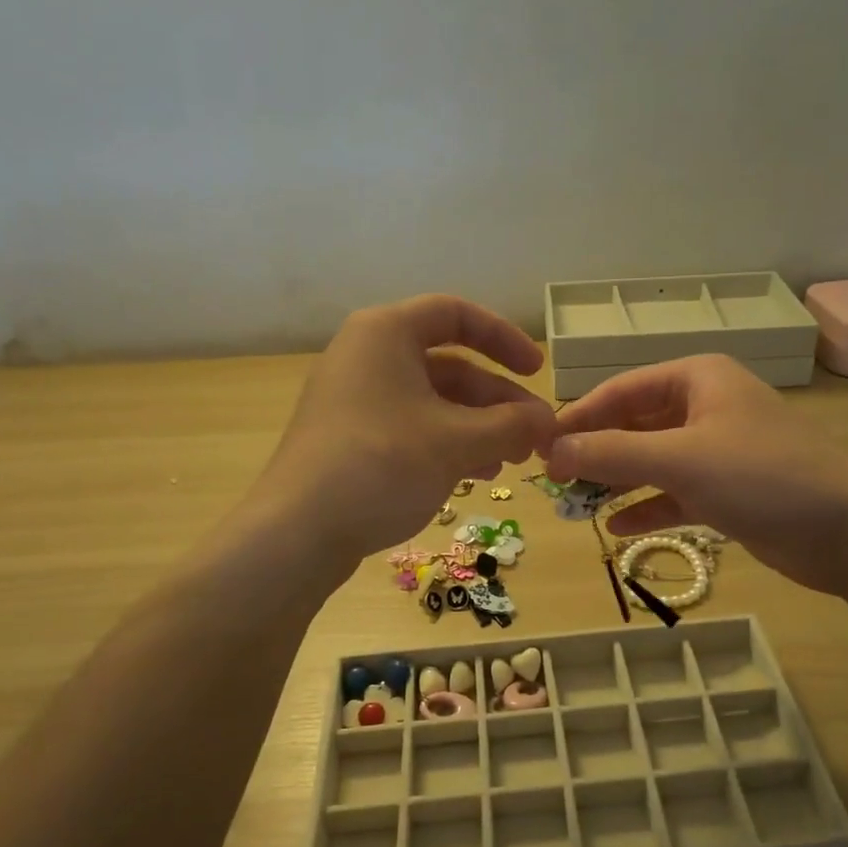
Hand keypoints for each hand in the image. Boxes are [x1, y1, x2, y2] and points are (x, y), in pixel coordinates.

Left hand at [255, 295, 556, 562]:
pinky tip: (475, 475)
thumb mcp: (458, 443)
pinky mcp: (348, 438)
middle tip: (535, 436)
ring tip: (512, 461)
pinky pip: (410, 427)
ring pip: (432, 402)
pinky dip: (447, 444)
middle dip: (497, 401)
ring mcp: (354, 399)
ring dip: (478, 427)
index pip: (456, 314)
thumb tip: (549, 422)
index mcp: (386, 333)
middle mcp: (366, 356)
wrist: (298, 531)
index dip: (504, 339)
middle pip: (449, 365)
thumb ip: (512, 425)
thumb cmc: (383, 465)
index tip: (538, 372)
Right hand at [545, 355, 847, 595]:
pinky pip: (674, 493)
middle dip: (596, 452)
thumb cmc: (762, 476)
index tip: (540, 445)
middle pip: (634, 425)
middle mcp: (706, 407)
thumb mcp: (679, 459)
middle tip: (553, 480)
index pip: (621, 390)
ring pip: (652, 461)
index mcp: (697, 379)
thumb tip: (552, 451)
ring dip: (616, 482)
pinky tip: (617, 529)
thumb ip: (612, 453)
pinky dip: (647, 507)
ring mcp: (718, 451)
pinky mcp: (729, 490)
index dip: (578, 416)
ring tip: (576, 507)